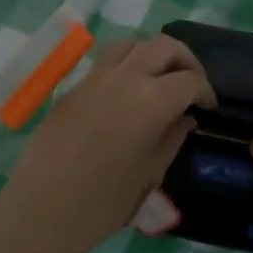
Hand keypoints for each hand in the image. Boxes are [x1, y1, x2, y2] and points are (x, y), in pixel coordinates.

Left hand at [0, 36, 214, 252]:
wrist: (44, 209)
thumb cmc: (106, 200)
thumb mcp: (151, 172)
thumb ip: (172, 137)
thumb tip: (184, 117)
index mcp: (151, 100)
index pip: (189, 80)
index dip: (205, 91)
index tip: (207, 107)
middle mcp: (124, 77)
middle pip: (163, 46)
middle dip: (185, 59)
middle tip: (191, 83)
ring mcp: (94, 78)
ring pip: (130, 44)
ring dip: (152, 54)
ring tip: (159, 78)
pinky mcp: (73, 88)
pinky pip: (105, 63)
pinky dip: (126, 66)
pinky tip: (127, 93)